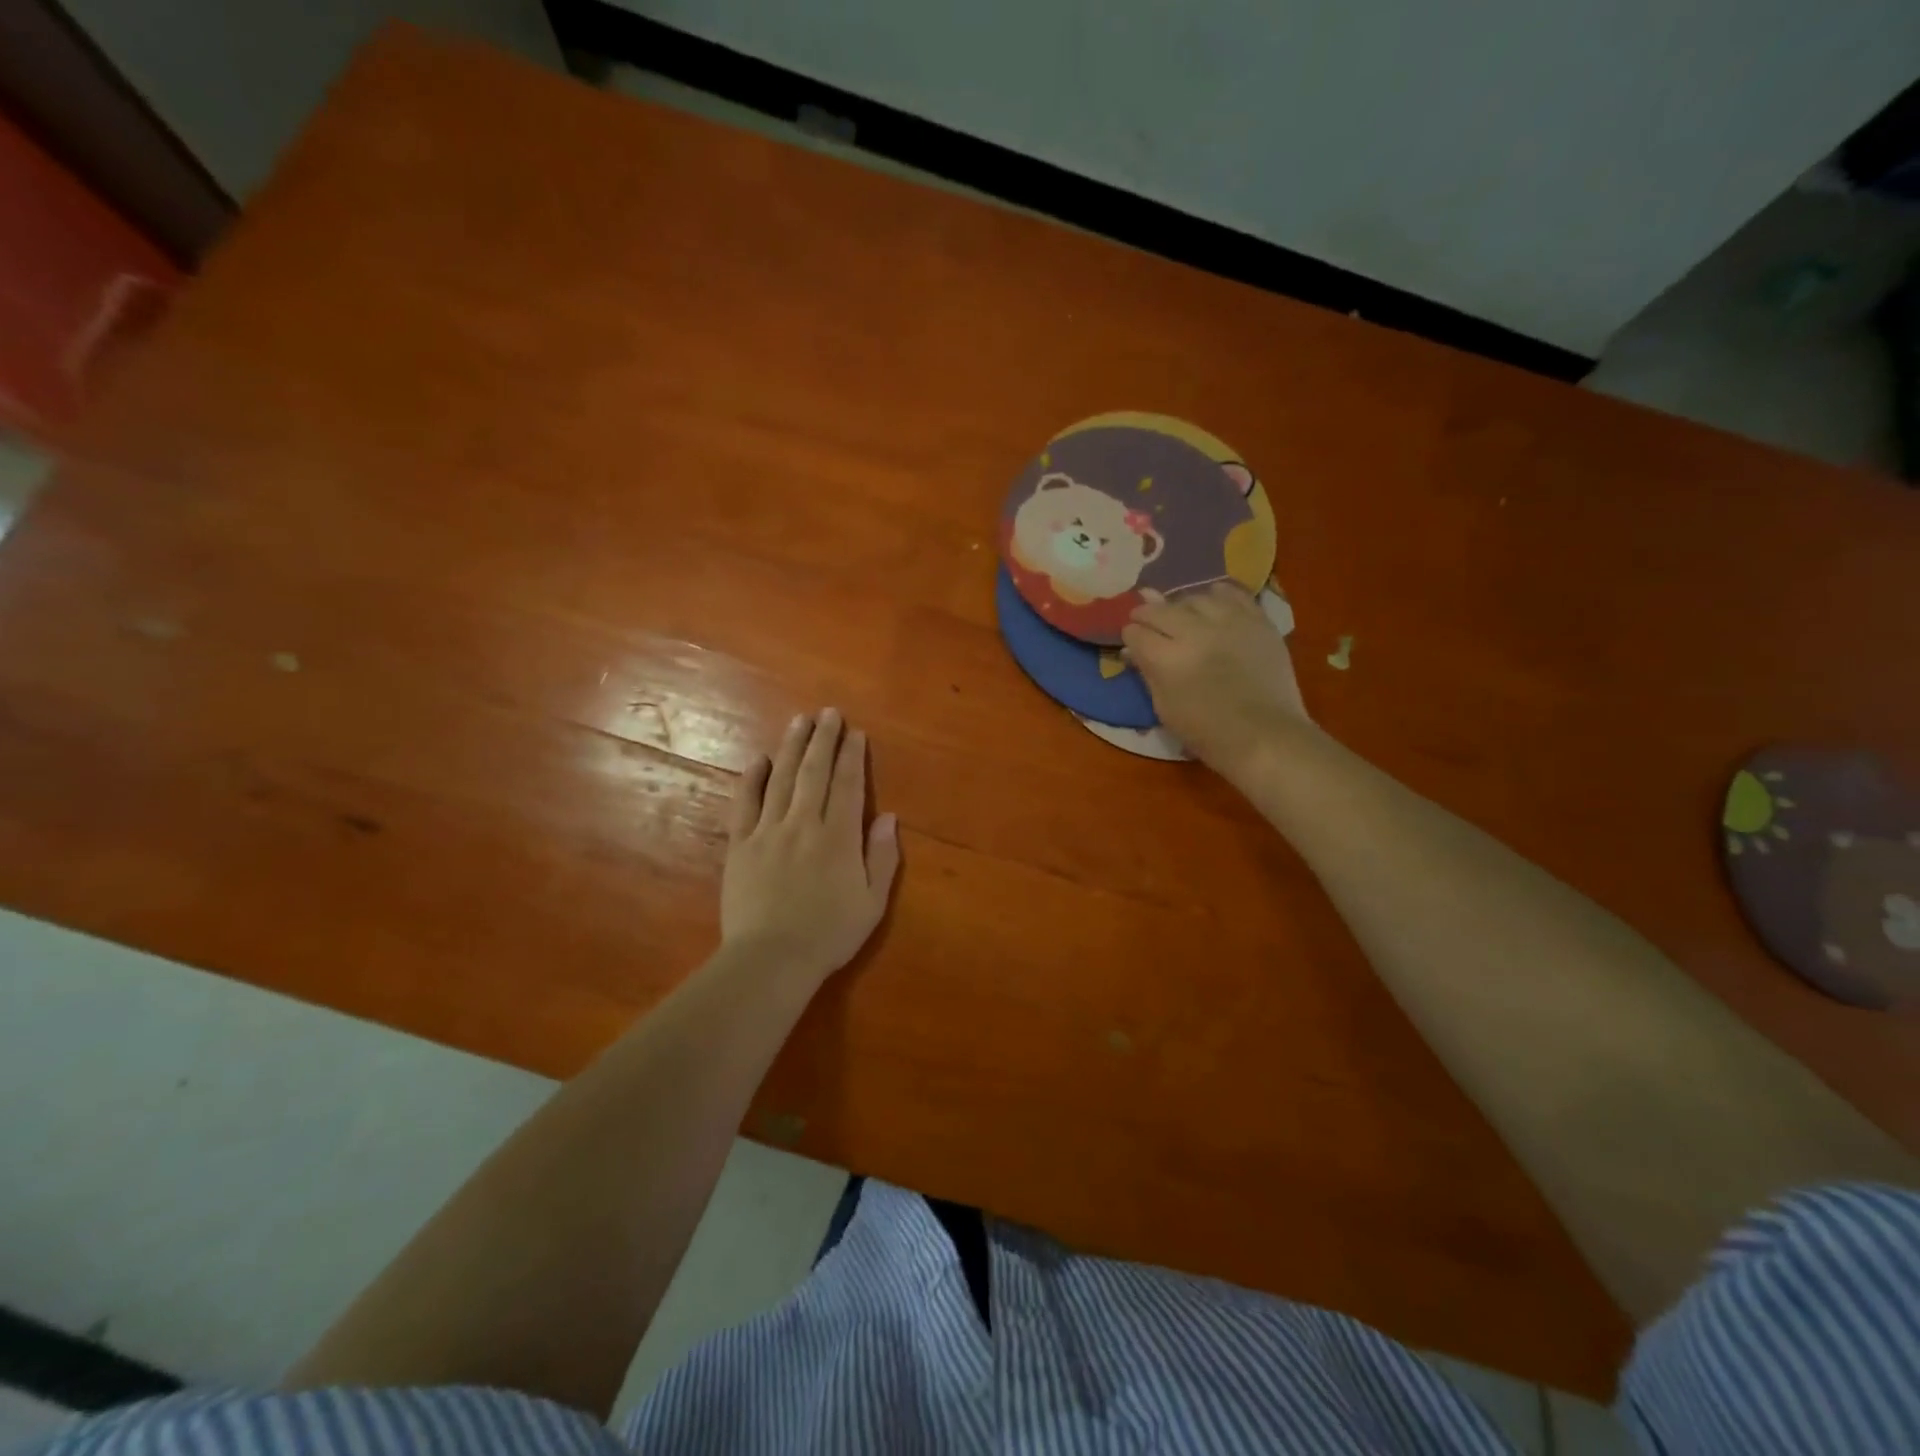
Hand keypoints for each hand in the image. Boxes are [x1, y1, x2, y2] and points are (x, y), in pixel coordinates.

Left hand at [721, 708, 900, 983]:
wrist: (770, 959)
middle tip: (828, 713)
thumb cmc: (829, 934)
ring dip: (792, 747)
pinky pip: (745, 803)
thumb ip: (882, 857)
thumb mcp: (872, 902)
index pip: (848, 785)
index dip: (852, 756)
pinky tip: (759, 759)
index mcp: (839, 837)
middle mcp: (804, 824)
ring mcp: (768, 831)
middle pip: (815, 772)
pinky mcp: (741, 845)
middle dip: (823, 740)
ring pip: (781, 779)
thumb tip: (888, 817)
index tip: (855, 733)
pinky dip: (752, 778)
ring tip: (800, 721)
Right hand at [1122, 583, 1307, 777]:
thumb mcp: (1165, 708)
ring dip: (1181, 605)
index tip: (1131, 642)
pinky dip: (1218, 595)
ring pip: (1194, 597)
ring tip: (1181, 614)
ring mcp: (1229, 622)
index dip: (1130, 636)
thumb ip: (1147, 673)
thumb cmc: (1208, 733)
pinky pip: (1233, 594)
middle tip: (1144, 619)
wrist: (1265, 736)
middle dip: (1146, 614)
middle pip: (1160, 610)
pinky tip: (1213, 600)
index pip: (1136, 633)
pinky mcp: (1257, 620)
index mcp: (1167, 659)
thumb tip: (1132, 650)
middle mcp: (1195, 632)